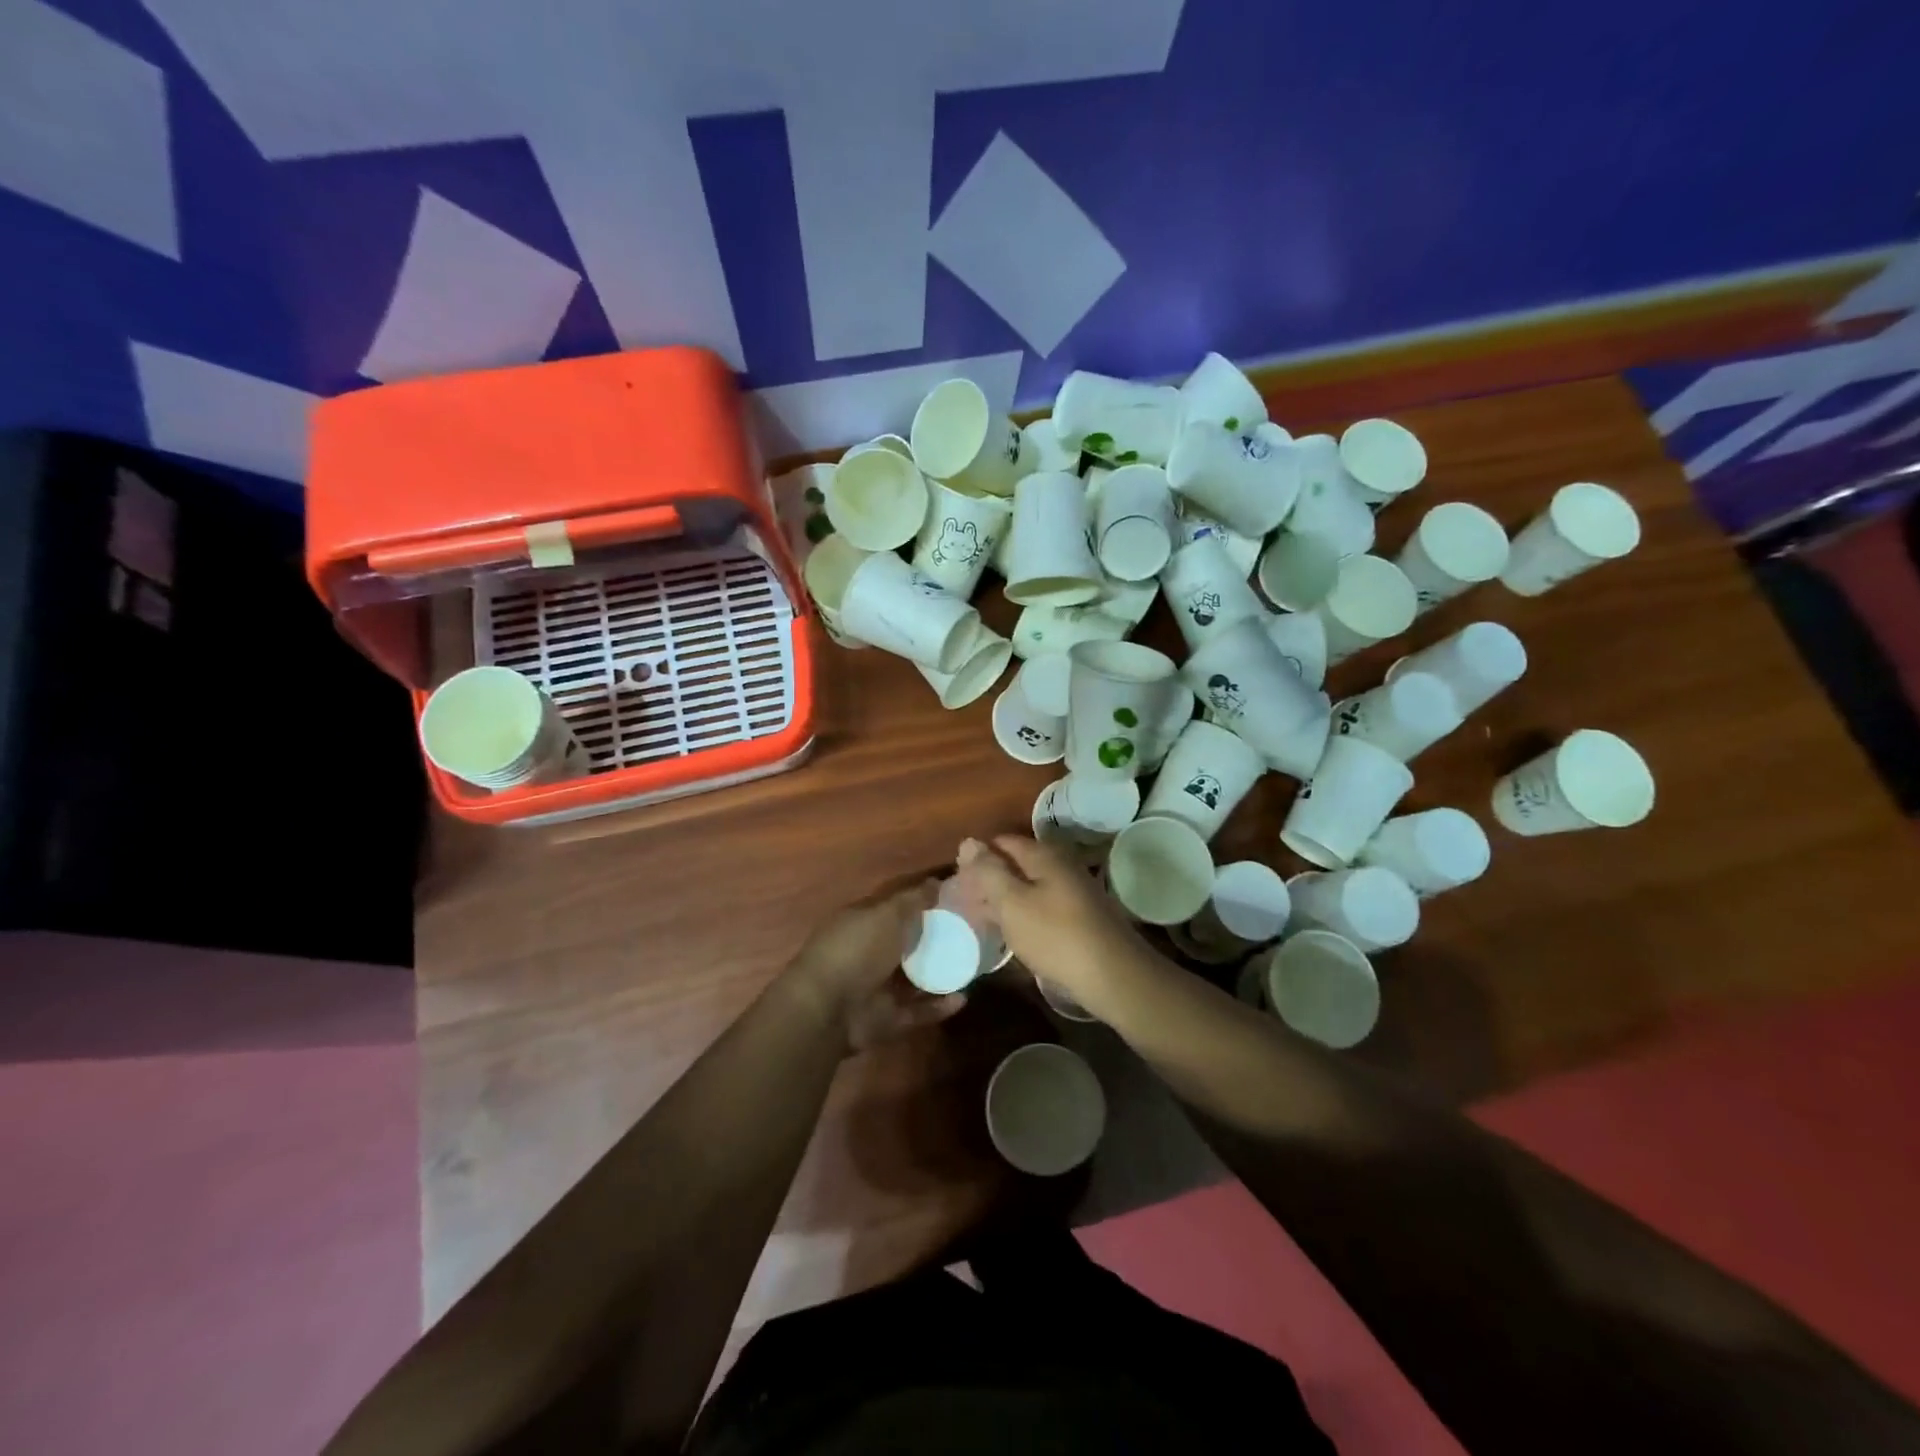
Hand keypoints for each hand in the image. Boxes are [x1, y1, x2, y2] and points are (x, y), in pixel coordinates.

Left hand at [785, 880, 966, 1052]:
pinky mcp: (887, 1019)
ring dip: (941, 974)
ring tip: (973, 966)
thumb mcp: (887, 914)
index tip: (955, 900)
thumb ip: (913, 900)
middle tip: (972, 934)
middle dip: (936, 940)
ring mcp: (877, 988)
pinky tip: (964, 997)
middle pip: (907, 944)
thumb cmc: (856, 949)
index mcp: (863, 923)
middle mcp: (869, 954)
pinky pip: (918, 1011)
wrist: (828, 1009)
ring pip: (915, 979)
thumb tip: (937, 882)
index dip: (922, 902)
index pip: (896, 908)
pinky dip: (939, 1006)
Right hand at [954, 836, 1142, 1000]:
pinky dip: (1022, 915)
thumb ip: (988, 872)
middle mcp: (1061, 866)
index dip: (977, 857)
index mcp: (1044, 855)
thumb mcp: (1012, 903)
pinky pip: (1042, 907)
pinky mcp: (1079, 917)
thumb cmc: (1056, 936)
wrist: (1113, 976)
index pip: (1002, 843)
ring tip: (980, 918)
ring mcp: (1073, 892)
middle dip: (990, 879)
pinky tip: (1010, 933)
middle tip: (962, 902)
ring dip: (1005, 899)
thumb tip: (968, 842)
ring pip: (1029, 887)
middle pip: (1017, 864)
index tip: (955, 880)